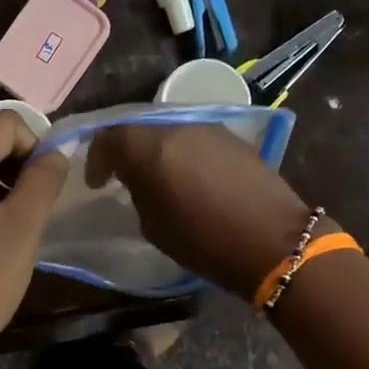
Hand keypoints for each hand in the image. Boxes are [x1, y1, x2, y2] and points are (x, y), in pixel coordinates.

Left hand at [0, 112, 70, 361]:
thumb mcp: (22, 227)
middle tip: (42, 206)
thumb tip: (57, 151)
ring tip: (25, 225)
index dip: (37, 144)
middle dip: (22, 165)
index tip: (53, 185)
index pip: (6, 123)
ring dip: (7, 187)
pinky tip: (0, 239)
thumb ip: (43, 180)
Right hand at [86, 124, 318, 299]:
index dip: (96, 158)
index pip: (109, 137)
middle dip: (126, 151)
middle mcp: (178, 127)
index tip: (96, 182)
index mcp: (150, 148)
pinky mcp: (234, 138)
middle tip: (122, 176)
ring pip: (169, 131)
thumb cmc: (204, 241)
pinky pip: (195, 139)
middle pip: (140, 128)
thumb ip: (138, 193)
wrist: (272, 240)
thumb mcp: (154, 225)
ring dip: (156, 151)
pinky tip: (187, 177)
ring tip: (156, 178)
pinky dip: (182, 154)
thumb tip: (139, 182)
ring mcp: (210, 129)